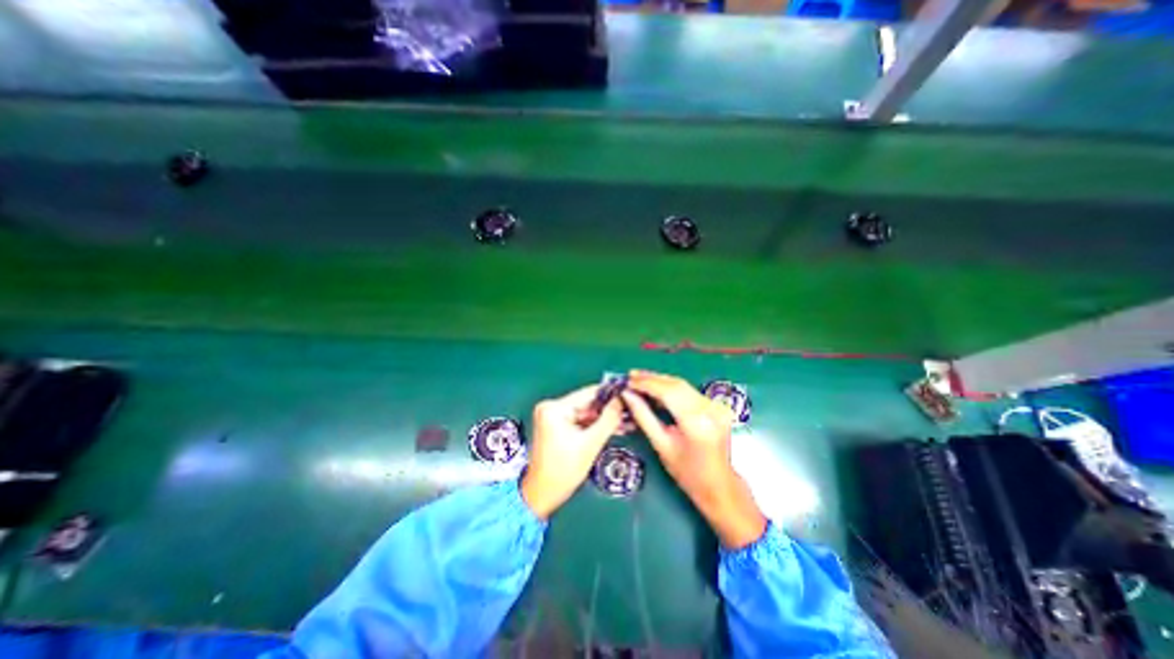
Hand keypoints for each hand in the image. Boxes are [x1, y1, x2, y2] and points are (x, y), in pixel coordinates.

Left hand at [520, 387, 621, 519]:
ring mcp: (552, 416)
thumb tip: (621, 400)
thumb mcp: (590, 444)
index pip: (588, 393)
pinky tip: (612, 428)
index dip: (610, 394)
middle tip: (631, 413)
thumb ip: (608, 419)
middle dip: (609, 410)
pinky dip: (594, 426)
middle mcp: (551, 407)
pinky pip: (580, 421)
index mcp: (554, 408)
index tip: (629, 395)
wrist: (542, 495)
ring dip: (604, 419)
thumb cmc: (563, 471)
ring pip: (586, 413)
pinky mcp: (556, 425)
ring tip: (626, 422)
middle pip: (587, 403)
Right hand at [618, 368, 765, 548]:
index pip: (668, 392)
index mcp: (696, 422)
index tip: (628, 381)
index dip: (646, 384)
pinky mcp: (717, 405)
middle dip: (652, 378)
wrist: (719, 484)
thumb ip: (643, 416)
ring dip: (661, 381)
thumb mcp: (661, 445)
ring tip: (640, 379)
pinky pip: (690, 391)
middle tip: (632, 376)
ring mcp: (716, 406)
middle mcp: (709, 409)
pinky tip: (658, 388)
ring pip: (683, 385)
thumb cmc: (687, 472)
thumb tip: (627, 395)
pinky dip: (672, 388)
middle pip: (676, 384)